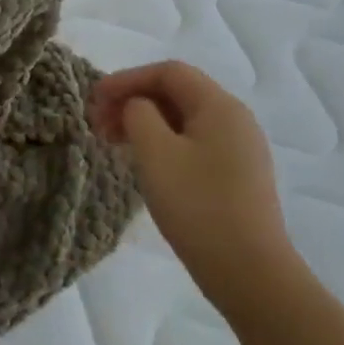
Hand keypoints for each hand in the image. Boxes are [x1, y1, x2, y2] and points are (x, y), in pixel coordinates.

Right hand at [90, 62, 298, 318]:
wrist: (249, 272)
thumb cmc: (197, 206)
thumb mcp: (155, 153)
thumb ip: (139, 115)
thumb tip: (137, 107)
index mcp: (220, 106)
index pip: (168, 72)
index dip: (126, 79)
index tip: (93, 99)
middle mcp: (236, 119)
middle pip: (177, 93)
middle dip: (133, 100)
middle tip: (98, 123)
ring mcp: (240, 149)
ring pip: (184, 119)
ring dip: (144, 122)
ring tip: (113, 142)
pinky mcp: (237, 175)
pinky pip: (193, 142)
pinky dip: (162, 141)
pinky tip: (143, 162)